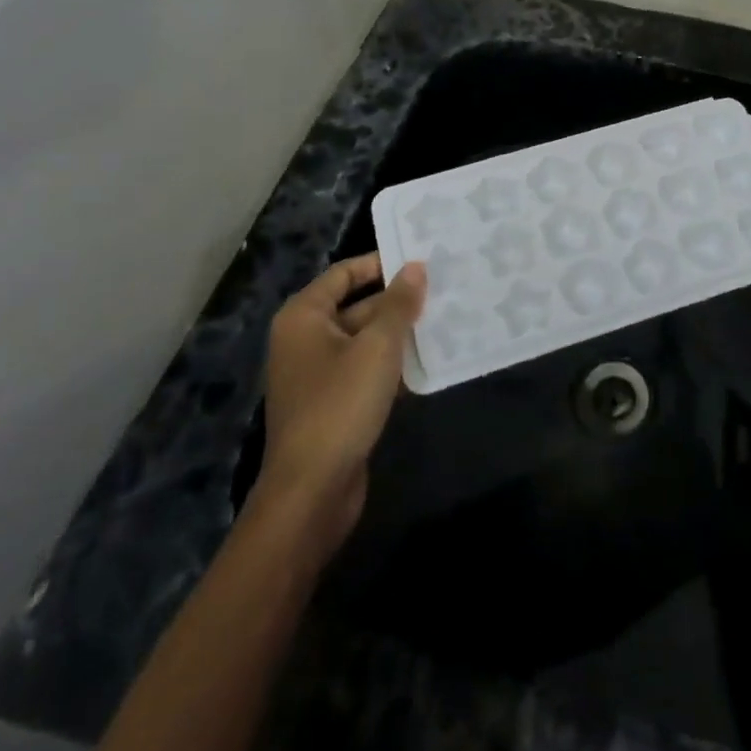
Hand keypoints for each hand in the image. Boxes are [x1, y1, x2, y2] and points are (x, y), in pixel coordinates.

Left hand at [252, 254, 425, 556]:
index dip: (382, 263)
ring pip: (365, 339)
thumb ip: (399, 304)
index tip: (423, 260)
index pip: (345, 272)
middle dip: (398, 300)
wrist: (312, 491)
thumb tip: (416, 267)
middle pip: (357, 304)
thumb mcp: (378, 347)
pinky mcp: (332, 402)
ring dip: (400, 332)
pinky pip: (365, 369)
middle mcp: (305, 339)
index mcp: (304, 317)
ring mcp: (317, 373)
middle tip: (444, 288)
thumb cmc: (340, 405)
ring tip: (445, 318)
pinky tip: (428, 361)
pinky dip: (392, 363)